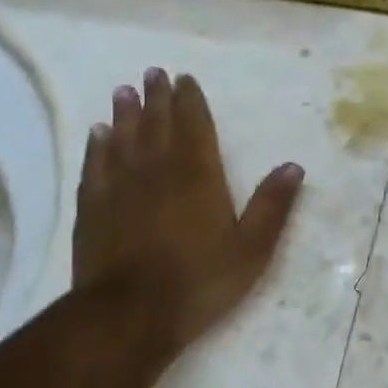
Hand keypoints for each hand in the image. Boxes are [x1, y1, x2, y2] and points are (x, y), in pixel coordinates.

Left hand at [72, 68, 303, 357]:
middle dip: (157, 98)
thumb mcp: (253, 249)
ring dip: (125, 114)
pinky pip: (96, 167)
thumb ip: (272, 206)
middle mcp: (158, 171)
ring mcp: (121, 188)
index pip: (194, 127)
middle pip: (157, 125)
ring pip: (123, 140)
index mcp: (199, 176)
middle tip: (153, 72)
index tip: (185, 79)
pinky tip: (98, 134)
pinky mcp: (93, 209)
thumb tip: (293, 166)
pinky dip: (97, 147)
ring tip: (124, 92)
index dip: (190, 102)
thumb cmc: (200, 281)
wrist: (129, 315)